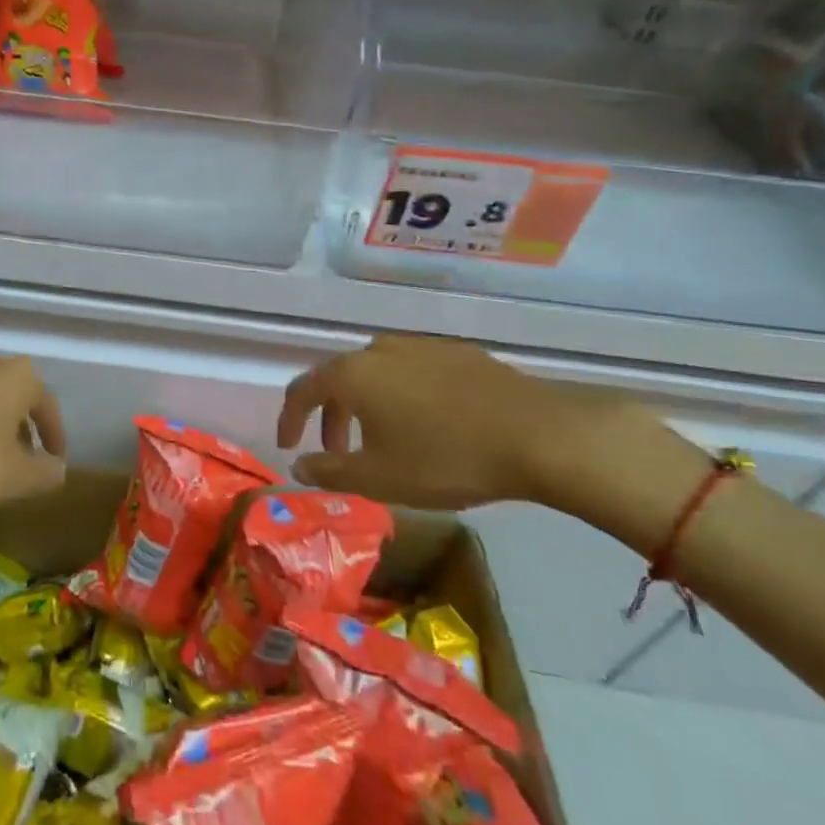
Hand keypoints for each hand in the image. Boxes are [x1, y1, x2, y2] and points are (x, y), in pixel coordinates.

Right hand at [278, 335, 667, 511]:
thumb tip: (299, 465)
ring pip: (376, 372)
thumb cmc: (444, 458)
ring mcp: (420, 346)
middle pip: (339, 378)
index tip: (288, 445)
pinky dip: (400, 395)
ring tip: (380, 437)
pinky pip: (411, 371)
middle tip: (335, 451)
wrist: (536, 434)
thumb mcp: (378, 478)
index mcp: (352, 374)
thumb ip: (330, 471)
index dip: (289, 418)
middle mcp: (379, 350)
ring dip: (365, 404)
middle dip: (330, 415)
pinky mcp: (457, 353)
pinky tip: (426, 422)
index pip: (302, 389)